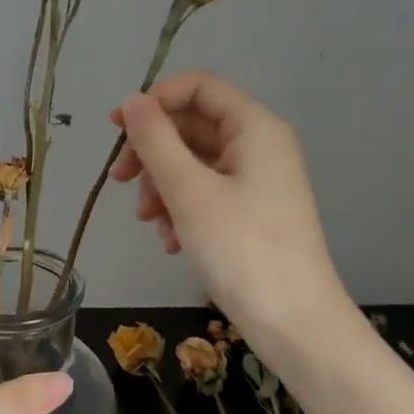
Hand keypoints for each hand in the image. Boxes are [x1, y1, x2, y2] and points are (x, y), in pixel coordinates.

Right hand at [112, 72, 348, 358]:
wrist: (296, 326)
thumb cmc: (242, 250)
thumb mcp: (189, 192)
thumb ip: (156, 140)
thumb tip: (132, 101)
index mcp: (254, 127)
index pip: (198, 87)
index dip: (154, 100)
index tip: (116, 129)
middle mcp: (259, 145)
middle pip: (193, 125)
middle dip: (153, 152)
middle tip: (120, 181)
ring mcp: (258, 180)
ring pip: (195, 162)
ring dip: (162, 185)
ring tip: (148, 221)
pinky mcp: (253, 211)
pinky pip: (207, 192)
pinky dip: (182, 208)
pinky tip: (171, 242)